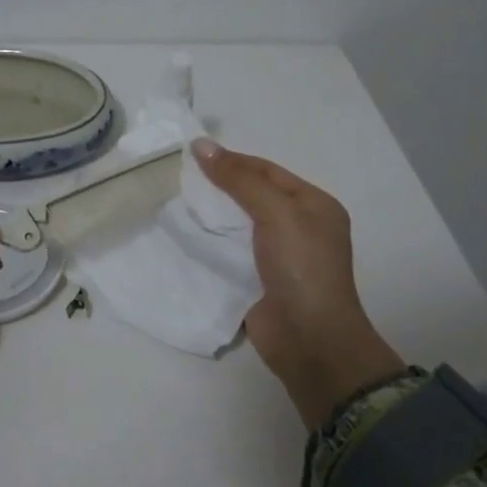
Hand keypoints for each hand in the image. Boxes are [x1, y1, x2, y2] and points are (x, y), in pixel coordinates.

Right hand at [193, 139, 405, 426]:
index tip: (192, 154)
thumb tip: (202, 146)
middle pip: (252, 196)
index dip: (232, 160)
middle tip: (177, 177)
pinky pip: (229, 254)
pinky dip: (208, 245)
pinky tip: (181, 235)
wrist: (310, 340)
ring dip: (210, 216)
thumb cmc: (302, 267)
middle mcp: (299, 227)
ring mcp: (278, 257)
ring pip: (237, 226)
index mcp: (314, 205)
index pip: (267, 171)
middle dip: (218, 187)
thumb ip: (239, 179)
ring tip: (173, 201)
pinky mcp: (257, 282)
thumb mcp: (276, 213)